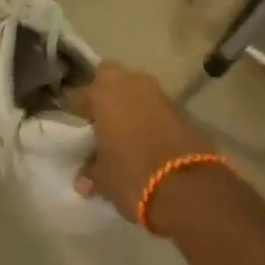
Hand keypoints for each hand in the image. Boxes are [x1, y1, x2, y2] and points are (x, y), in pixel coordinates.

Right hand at [67, 62, 215, 226]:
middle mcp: (131, 83)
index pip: (79, 94)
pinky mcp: (182, 109)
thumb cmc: (133, 176)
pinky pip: (157, 105)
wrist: (190, 189)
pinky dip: (151, 116)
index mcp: (103, 92)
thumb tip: (83, 179)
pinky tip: (149, 138)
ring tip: (125, 130)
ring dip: (130, 102)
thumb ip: (91, 171)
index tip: (74, 124)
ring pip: (137, 87)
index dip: (75, 109)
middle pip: (111, 76)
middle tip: (101, 117)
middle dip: (105, 91)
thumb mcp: (104, 179)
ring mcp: (160, 93)